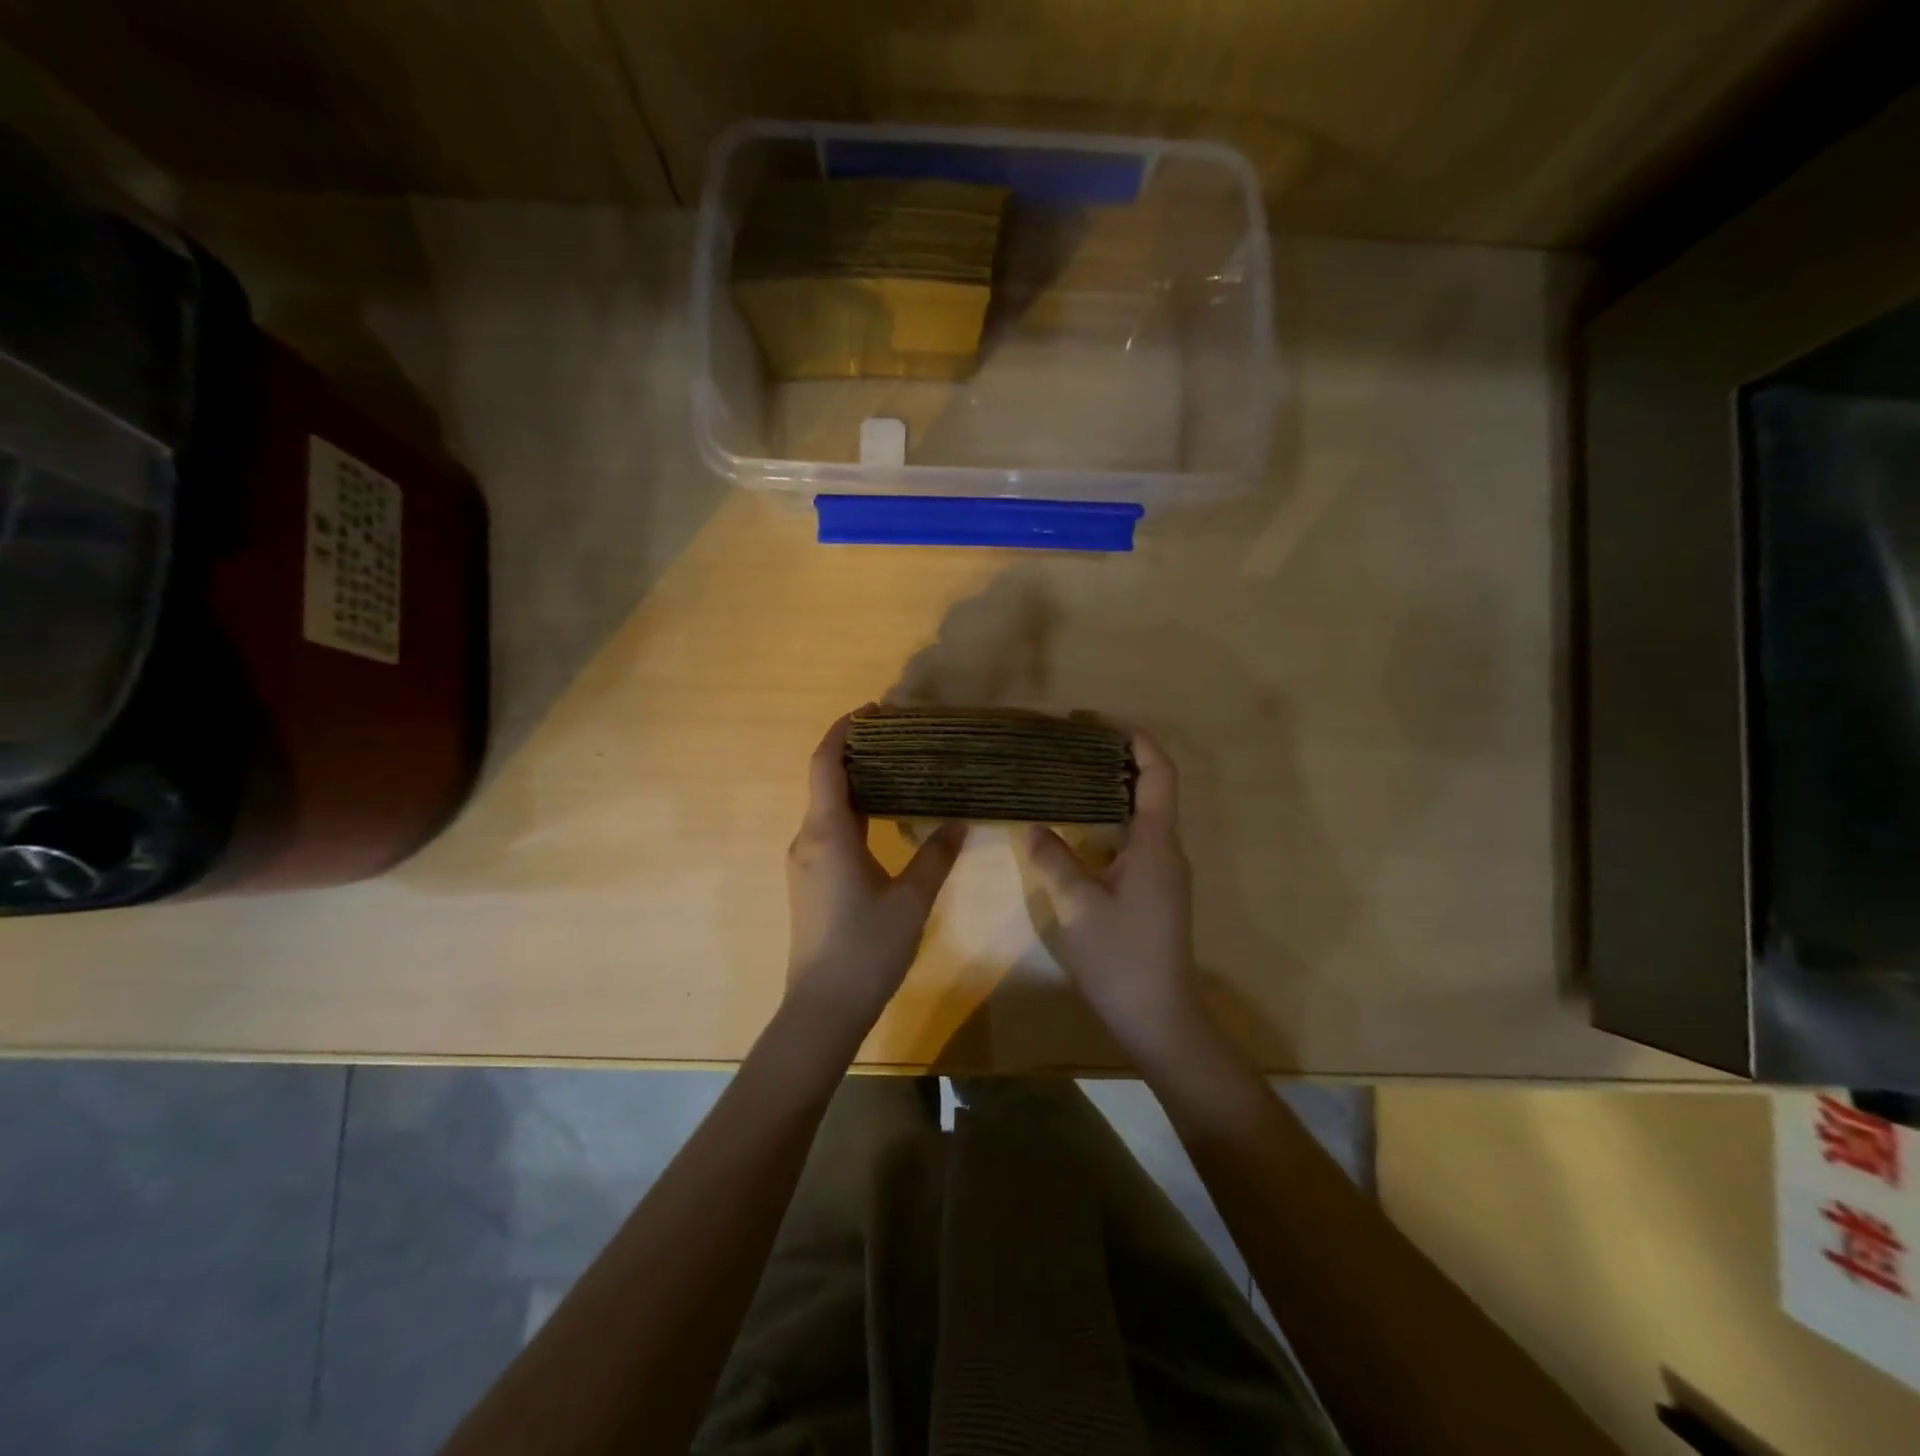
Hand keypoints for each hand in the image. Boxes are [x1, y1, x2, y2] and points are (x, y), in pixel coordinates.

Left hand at [785, 713, 966, 1028]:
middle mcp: (808, 839)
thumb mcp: (911, 899)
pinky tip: (885, 820)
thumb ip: (935, 855)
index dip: (844, 730)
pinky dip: (854, 812)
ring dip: (856, 784)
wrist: (823, 1007)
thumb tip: (959, 822)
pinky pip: (829, 831)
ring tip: (900, 772)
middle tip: (901, 739)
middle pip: (825, 780)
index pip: (825, 763)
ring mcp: (805, 862)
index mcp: (827, 832)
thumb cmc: (867, 947)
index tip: (873, 710)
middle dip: (857, 753)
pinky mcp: (810, 881)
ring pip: (827, 807)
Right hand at [1025, 730, 1202, 1057]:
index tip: (1096, 721)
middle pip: (1151, 786)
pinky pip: (1134, 838)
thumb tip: (1034, 826)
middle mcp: (1167, 849)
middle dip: (1115, 757)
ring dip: (1110, 788)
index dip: (1135, 738)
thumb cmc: (1122, 958)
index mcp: (1155, 843)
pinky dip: (1108, 819)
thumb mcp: (1077, 907)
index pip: (1158, 773)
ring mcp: (1163, 871)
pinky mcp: (1155, 890)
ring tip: (1066, 776)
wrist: (1160, 1018)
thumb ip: (1054, 861)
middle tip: (1069, 744)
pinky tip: (1076, 827)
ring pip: (1141, 813)